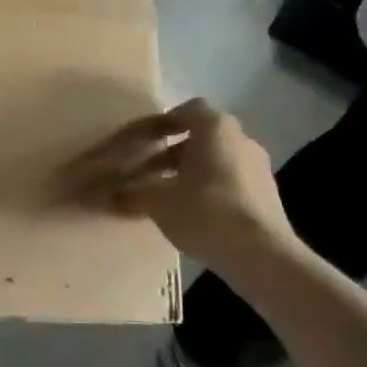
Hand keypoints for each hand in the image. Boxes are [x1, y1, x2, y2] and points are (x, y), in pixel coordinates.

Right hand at [70, 99, 301, 271]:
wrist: (263, 256)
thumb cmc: (206, 212)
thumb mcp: (158, 203)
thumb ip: (129, 195)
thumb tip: (99, 196)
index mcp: (216, 128)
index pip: (188, 110)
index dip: (164, 122)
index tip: (144, 141)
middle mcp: (241, 140)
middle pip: (201, 137)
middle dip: (171, 152)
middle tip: (146, 172)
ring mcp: (258, 168)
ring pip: (216, 160)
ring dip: (190, 172)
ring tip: (166, 196)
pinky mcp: (267, 196)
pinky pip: (230, 182)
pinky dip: (209, 190)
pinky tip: (192, 215)